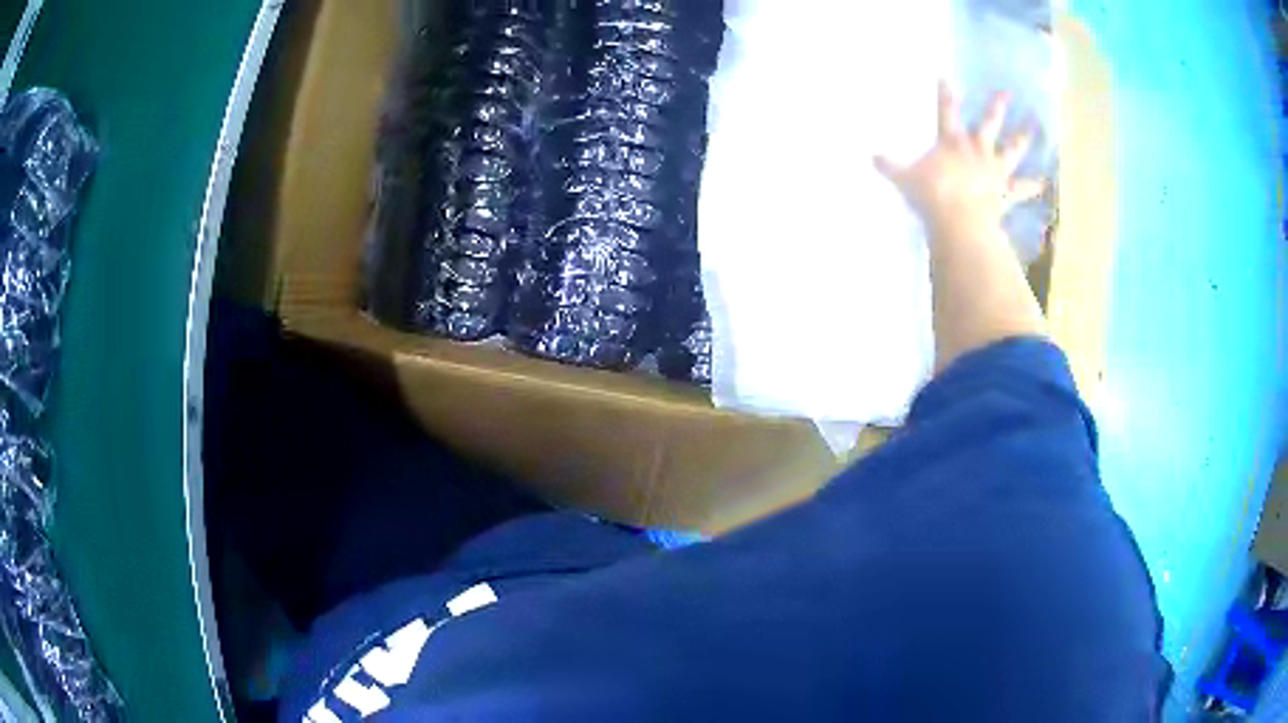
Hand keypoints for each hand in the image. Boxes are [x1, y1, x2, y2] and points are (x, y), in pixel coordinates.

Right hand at [875, 83, 1044, 234]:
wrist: (958, 221)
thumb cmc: (931, 194)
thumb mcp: (904, 178)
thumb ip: (890, 166)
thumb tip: (869, 156)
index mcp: (952, 142)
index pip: (946, 110)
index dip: (945, 93)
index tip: (945, 76)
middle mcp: (977, 151)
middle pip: (989, 124)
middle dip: (996, 107)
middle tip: (1006, 93)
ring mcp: (994, 171)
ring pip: (1012, 151)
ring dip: (1022, 139)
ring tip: (1032, 129)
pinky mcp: (1005, 194)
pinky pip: (1022, 190)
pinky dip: (1033, 187)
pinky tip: (1044, 184)